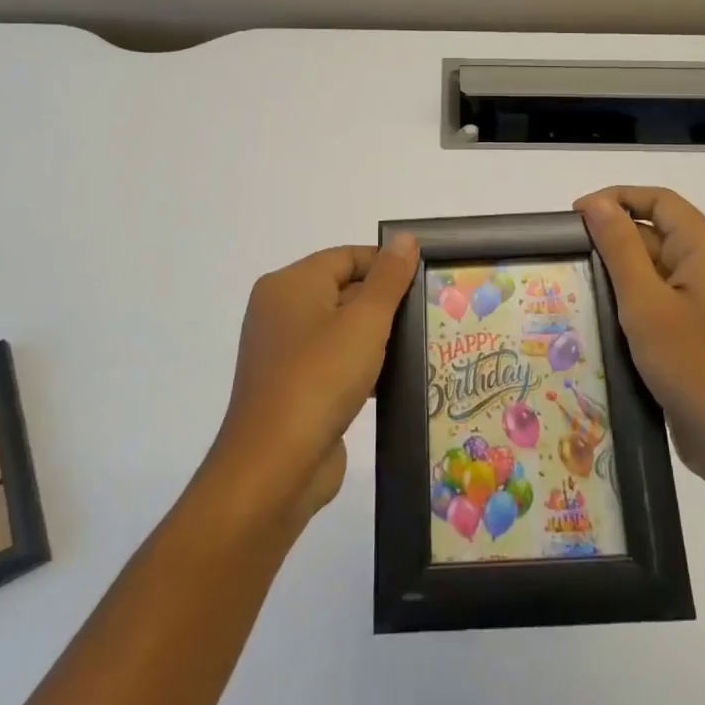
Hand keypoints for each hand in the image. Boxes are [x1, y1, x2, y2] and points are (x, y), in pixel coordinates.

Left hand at [211, 234, 420, 519]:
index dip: (386, 264)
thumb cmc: (320, 378)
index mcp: (290, 284)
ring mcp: (284, 352)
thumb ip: (389, 278)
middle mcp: (281, 311)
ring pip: (341, 329)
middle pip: (343, 290)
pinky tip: (395, 380)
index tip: (425, 281)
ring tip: (422, 345)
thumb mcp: (365, 321)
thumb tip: (405, 238)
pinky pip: (334, 363)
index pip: (346, 256)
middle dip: (385, 302)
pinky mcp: (293, 388)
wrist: (275, 467)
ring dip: (378, 338)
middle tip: (430, 314)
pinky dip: (362, 367)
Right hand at [575, 187, 704, 496]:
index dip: (617, 198)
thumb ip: (620, 248)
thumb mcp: (646, 303)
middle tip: (568, 257)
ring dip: (619, 274)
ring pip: (657, 271)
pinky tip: (602, 321)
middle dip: (613, 239)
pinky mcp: (701, 334)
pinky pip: (662, 302)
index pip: (660, 200)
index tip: (575, 216)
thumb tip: (596, 203)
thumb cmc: (694, 366)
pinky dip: (633, 304)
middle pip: (658, 233)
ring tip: (576, 286)